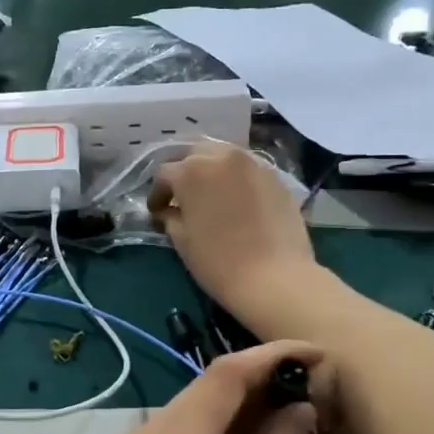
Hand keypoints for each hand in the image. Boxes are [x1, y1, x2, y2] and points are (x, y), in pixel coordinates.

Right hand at [148, 144, 315, 320]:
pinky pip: (248, 171)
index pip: (165, 174)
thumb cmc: (219, 262)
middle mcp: (222, 156)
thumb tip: (167, 211)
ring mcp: (253, 164)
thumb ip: (170, 217)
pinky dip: (237, 180)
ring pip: (224, 157)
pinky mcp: (276, 177)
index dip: (158, 194)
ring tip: (211, 196)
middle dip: (186, 172)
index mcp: (191, 170)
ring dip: (213, 171)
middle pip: (196, 154)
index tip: (157, 211)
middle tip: (183, 196)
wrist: (275, 278)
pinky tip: (238, 201)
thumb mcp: (183, 241)